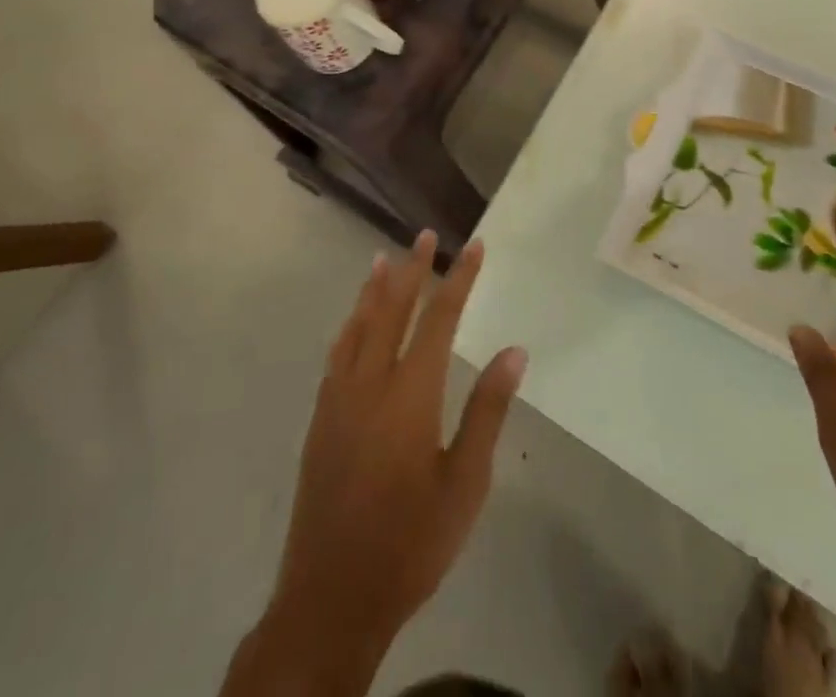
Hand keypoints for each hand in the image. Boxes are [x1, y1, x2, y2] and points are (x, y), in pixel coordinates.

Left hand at [269, 231, 526, 669]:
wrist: (331, 600)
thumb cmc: (411, 543)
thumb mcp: (465, 483)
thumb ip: (487, 411)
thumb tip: (514, 351)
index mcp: (410, 394)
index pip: (439, 318)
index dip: (459, 278)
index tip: (474, 245)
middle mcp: (370, 383)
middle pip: (392, 310)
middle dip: (413, 269)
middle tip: (426, 235)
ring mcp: (339, 400)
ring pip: (357, 327)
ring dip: (374, 289)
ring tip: (384, 258)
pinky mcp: (320, 420)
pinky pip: (337, 354)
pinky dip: (349, 326)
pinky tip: (353, 322)